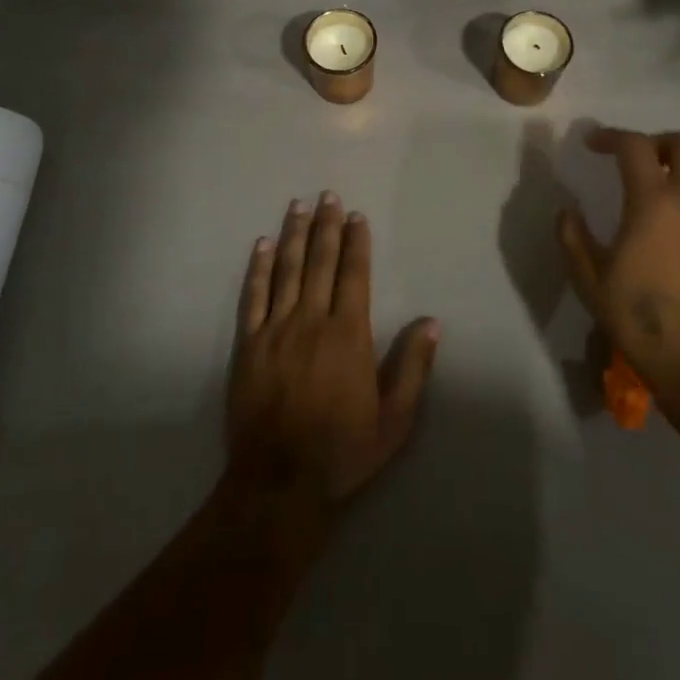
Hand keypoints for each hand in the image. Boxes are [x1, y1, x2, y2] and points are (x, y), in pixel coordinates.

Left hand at [227, 192, 439, 509]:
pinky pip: (253, 296)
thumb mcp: (394, 420)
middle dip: (326, 226)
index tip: (357, 216)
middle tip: (328, 195)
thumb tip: (431, 322)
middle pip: (320, 262)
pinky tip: (261, 245)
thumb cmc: (342, 451)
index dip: (356, 242)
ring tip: (298, 206)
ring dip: (293, 235)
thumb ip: (413, 368)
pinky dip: (257, 268)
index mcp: (348, 334)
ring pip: (287, 270)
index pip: (354, 274)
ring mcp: (276, 330)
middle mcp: (312, 320)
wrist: (279, 483)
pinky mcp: (248, 345)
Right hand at [557, 128, 679, 389]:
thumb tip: (568, 212)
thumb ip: (574, 238)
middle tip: (637, 161)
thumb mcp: (591, 281)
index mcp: (655, 203)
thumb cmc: (642, 320)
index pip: (635, 146)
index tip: (592, 144)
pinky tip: (679, 229)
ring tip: (660, 189)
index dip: (610, 136)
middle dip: (660, 141)